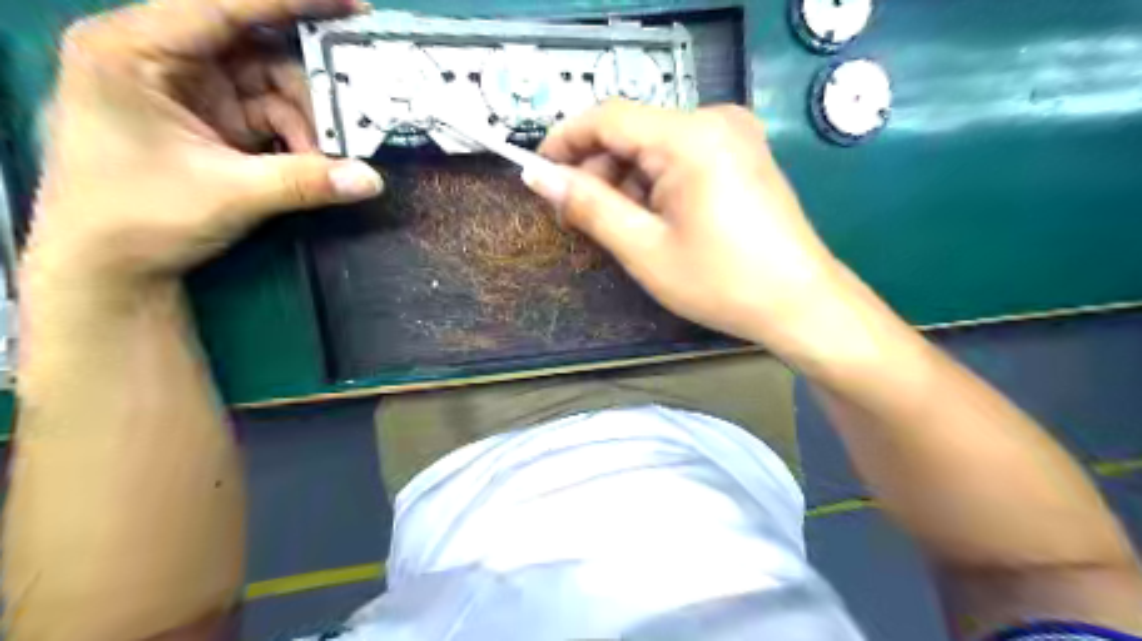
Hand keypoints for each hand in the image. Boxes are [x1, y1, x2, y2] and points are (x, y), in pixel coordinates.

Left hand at [24, 0, 383, 287]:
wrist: (111, 266)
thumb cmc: (141, 216)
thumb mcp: (229, 194)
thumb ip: (305, 182)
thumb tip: (374, 179)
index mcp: (135, 49)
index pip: (221, 5)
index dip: (291, 0)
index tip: (352, 3)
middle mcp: (163, 58)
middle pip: (256, 47)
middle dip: (311, 80)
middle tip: (359, 101)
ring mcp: (192, 91)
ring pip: (272, 86)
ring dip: (309, 120)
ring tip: (331, 155)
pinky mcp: (213, 121)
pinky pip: (271, 116)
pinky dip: (300, 139)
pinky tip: (315, 163)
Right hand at [535, 100, 845, 347]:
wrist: (800, 303)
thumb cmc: (721, 282)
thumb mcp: (644, 248)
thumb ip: (589, 206)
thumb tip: (539, 177)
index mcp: (690, 136)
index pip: (607, 117)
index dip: (565, 141)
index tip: (539, 176)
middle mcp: (715, 120)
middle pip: (632, 131)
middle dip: (597, 171)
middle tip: (579, 218)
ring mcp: (734, 134)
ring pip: (655, 146)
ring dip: (626, 182)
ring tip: (617, 227)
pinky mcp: (742, 153)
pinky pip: (681, 156)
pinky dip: (655, 183)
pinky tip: (652, 219)